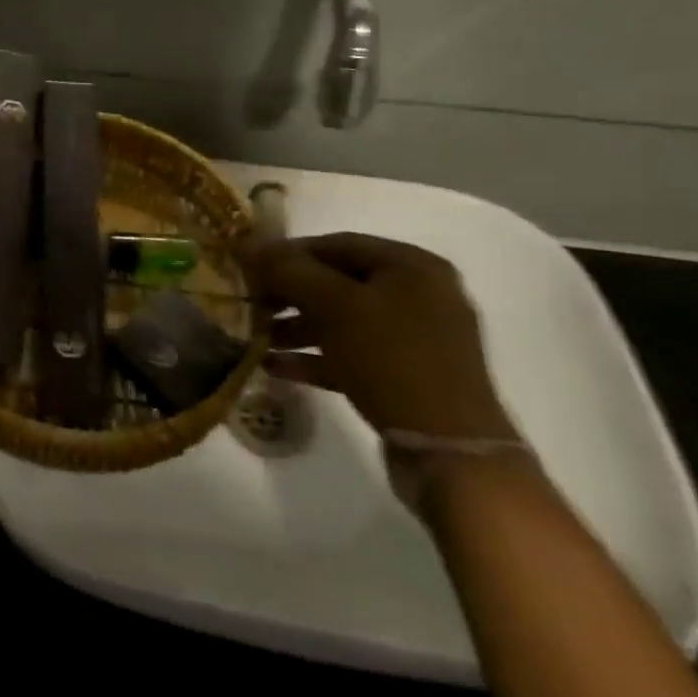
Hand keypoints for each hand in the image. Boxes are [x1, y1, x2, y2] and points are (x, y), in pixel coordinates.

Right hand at [243, 232, 515, 443]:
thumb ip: (288, 270)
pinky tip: (276, 367)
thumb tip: (246, 243)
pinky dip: (316, 357)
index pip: (337, 244)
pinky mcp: (408, 377)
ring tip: (257, 338)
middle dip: (289, 293)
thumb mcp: (334, 306)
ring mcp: (417, 339)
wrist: (451, 454)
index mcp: (412, 266)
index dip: (288, 253)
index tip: (249, 266)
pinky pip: (353, 354)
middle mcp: (420, 295)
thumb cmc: (392, 360)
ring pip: (343, 321)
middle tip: (250, 302)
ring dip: (297, 327)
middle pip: (339, 282)